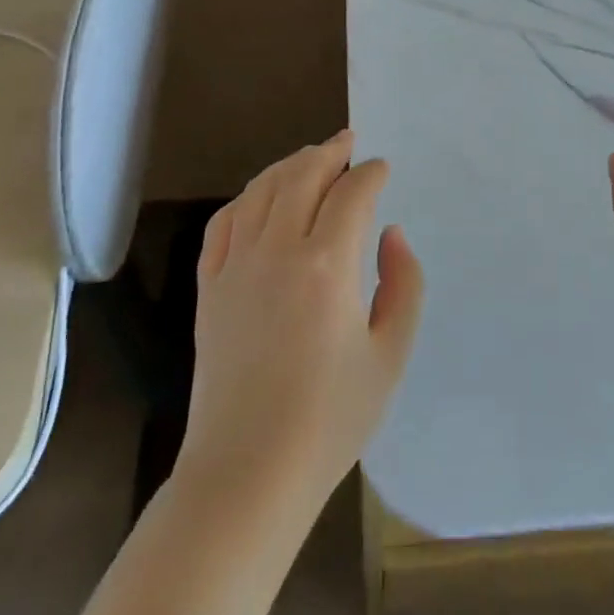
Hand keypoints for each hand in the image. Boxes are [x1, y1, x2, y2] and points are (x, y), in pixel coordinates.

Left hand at [179, 131, 424, 513]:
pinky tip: (259, 197)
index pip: (351, 194)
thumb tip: (391, 234)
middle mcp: (277, 250)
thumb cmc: (330, 419)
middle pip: (301, 176)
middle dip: (329, 152)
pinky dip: (247, 198)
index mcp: (327, 266)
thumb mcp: (390, 355)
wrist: (248, 472)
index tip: (382, 168)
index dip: (370, 174)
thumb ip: (402, 284)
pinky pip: (225, 222)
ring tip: (310, 158)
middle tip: (347, 142)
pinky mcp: (210, 286)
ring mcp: (236, 266)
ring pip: (261, 190)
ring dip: (289, 166)